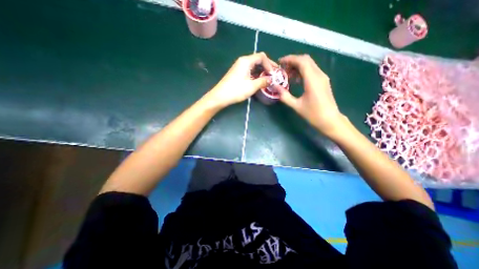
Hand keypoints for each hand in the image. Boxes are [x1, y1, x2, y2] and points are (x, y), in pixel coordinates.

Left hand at [206, 51, 277, 107]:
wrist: (220, 96)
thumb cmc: (236, 90)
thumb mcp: (251, 86)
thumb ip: (263, 81)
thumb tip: (271, 79)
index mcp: (246, 61)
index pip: (261, 57)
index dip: (269, 64)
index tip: (273, 74)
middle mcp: (242, 61)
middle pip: (258, 60)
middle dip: (267, 66)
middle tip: (273, 74)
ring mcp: (239, 67)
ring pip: (253, 66)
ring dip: (261, 71)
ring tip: (268, 78)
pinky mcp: (237, 73)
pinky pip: (249, 71)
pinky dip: (255, 74)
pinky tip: (259, 81)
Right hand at [277, 53, 347, 136]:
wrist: (330, 120)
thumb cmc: (313, 114)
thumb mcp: (296, 106)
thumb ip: (284, 96)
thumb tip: (275, 87)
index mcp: (312, 80)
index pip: (301, 61)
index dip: (290, 59)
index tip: (280, 62)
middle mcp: (319, 75)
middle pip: (306, 60)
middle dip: (293, 61)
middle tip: (282, 69)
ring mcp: (322, 78)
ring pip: (309, 65)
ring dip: (298, 66)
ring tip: (287, 75)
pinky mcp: (323, 81)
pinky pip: (312, 71)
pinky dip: (303, 72)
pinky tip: (296, 80)